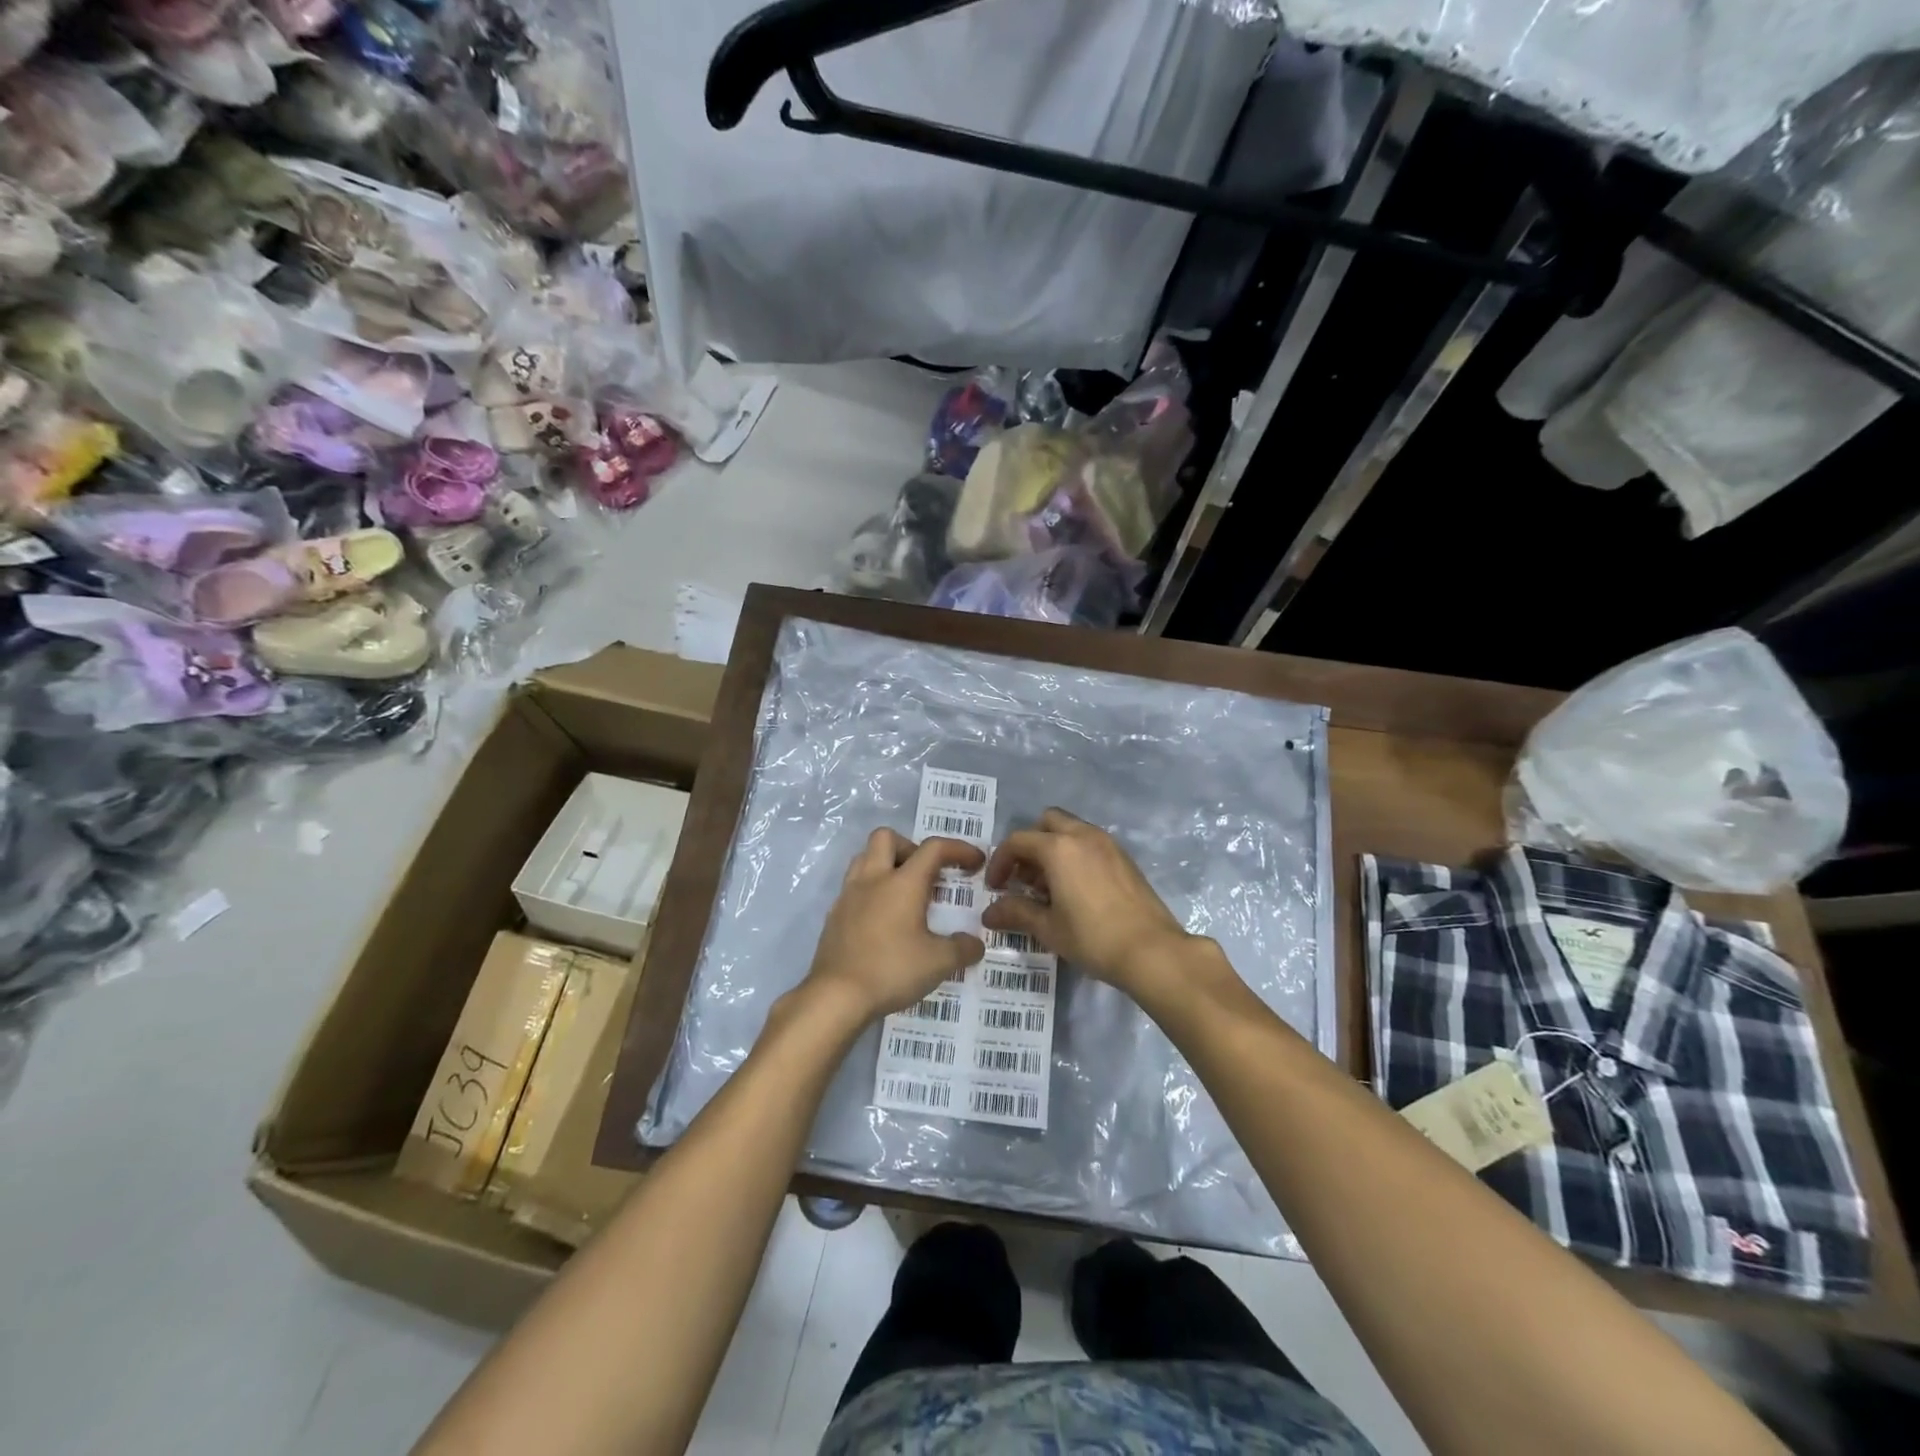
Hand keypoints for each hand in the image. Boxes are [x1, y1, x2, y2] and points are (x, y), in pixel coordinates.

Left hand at [803, 829, 986, 1023]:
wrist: (835, 996)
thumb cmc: (891, 970)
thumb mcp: (938, 963)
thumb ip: (962, 949)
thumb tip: (975, 944)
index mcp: (902, 883)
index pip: (934, 848)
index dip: (958, 848)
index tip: (975, 862)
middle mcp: (873, 879)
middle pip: (887, 837)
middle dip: (911, 847)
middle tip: (926, 874)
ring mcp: (848, 895)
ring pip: (864, 857)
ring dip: (886, 864)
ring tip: (904, 893)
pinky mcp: (834, 915)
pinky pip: (853, 886)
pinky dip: (871, 891)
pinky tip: (883, 920)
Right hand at [982, 808, 1192, 993]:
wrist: (1152, 951)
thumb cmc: (1093, 938)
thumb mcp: (1049, 928)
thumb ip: (1016, 913)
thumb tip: (989, 914)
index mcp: (1058, 848)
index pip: (1018, 841)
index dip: (1000, 862)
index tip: (994, 888)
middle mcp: (1083, 836)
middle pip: (1046, 823)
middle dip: (1029, 845)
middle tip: (1023, 878)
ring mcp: (1108, 844)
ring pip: (1071, 830)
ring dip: (1052, 849)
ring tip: (1047, 887)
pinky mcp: (1124, 858)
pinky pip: (1090, 843)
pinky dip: (1075, 855)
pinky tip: (1075, 890)